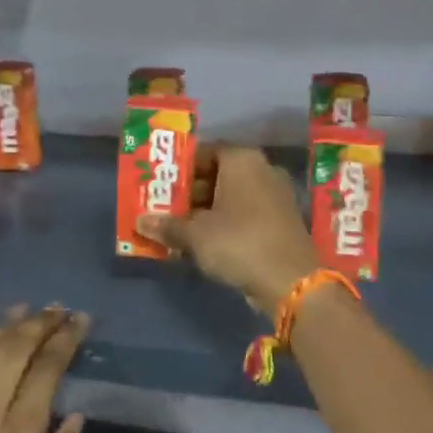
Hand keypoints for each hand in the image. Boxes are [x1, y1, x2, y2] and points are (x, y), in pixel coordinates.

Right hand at [137, 145, 319, 310]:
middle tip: (164, 209)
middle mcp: (262, 169)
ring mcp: (276, 195)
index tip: (160, 187)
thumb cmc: (238, 242)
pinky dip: (226, 223)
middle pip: (218, 174)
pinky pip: (246, 214)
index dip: (179, 169)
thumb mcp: (196, 235)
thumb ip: (168, 225)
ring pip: (232, 196)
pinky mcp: (282, 220)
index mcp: (242, 159)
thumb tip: (140, 221)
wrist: (291, 281)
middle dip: (190, 193)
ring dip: (206, 211)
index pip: (203, 152)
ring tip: (179, 229)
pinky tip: (206, 242)